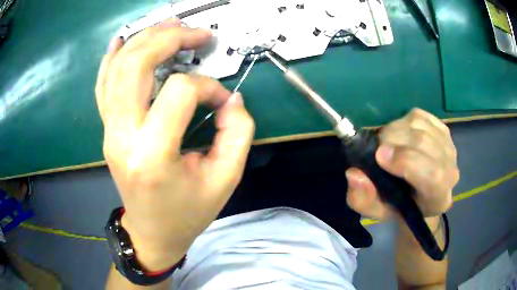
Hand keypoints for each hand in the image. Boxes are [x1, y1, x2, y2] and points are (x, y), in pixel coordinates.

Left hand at [96, 19, 254, 270]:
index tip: (222, 102)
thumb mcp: (225, 179)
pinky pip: (103, 85)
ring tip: (170, 26)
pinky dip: (111, 58)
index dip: (208, 88)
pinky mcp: (107, 129)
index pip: (180, 92)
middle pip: (137, 64)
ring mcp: (109, 130)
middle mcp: (122, 136)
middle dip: (169, 39)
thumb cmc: (187, 213)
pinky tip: (121, 40)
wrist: (152, 232)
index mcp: (152, 155)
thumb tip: (230, 97)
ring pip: (118, 68)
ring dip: (145, 39)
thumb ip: (237, 133)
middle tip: (196, 33)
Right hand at [345, 108, 458, 219]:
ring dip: (396, 129)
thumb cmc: (399, 207)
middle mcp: (450, 170)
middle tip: (376, 148)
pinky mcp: (442, 129)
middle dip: (394, 140)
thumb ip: (363, 199)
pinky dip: (404, 121)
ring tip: (387, 142)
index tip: (379, 156)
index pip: (432, 174)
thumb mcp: (377, 212)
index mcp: (438, 198)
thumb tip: (354, 174)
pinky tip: (400, 134)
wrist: (420, 196)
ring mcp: (449, 146)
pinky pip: (421, 116)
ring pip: (420, 125)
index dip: (406, 161)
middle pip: (424, 143)